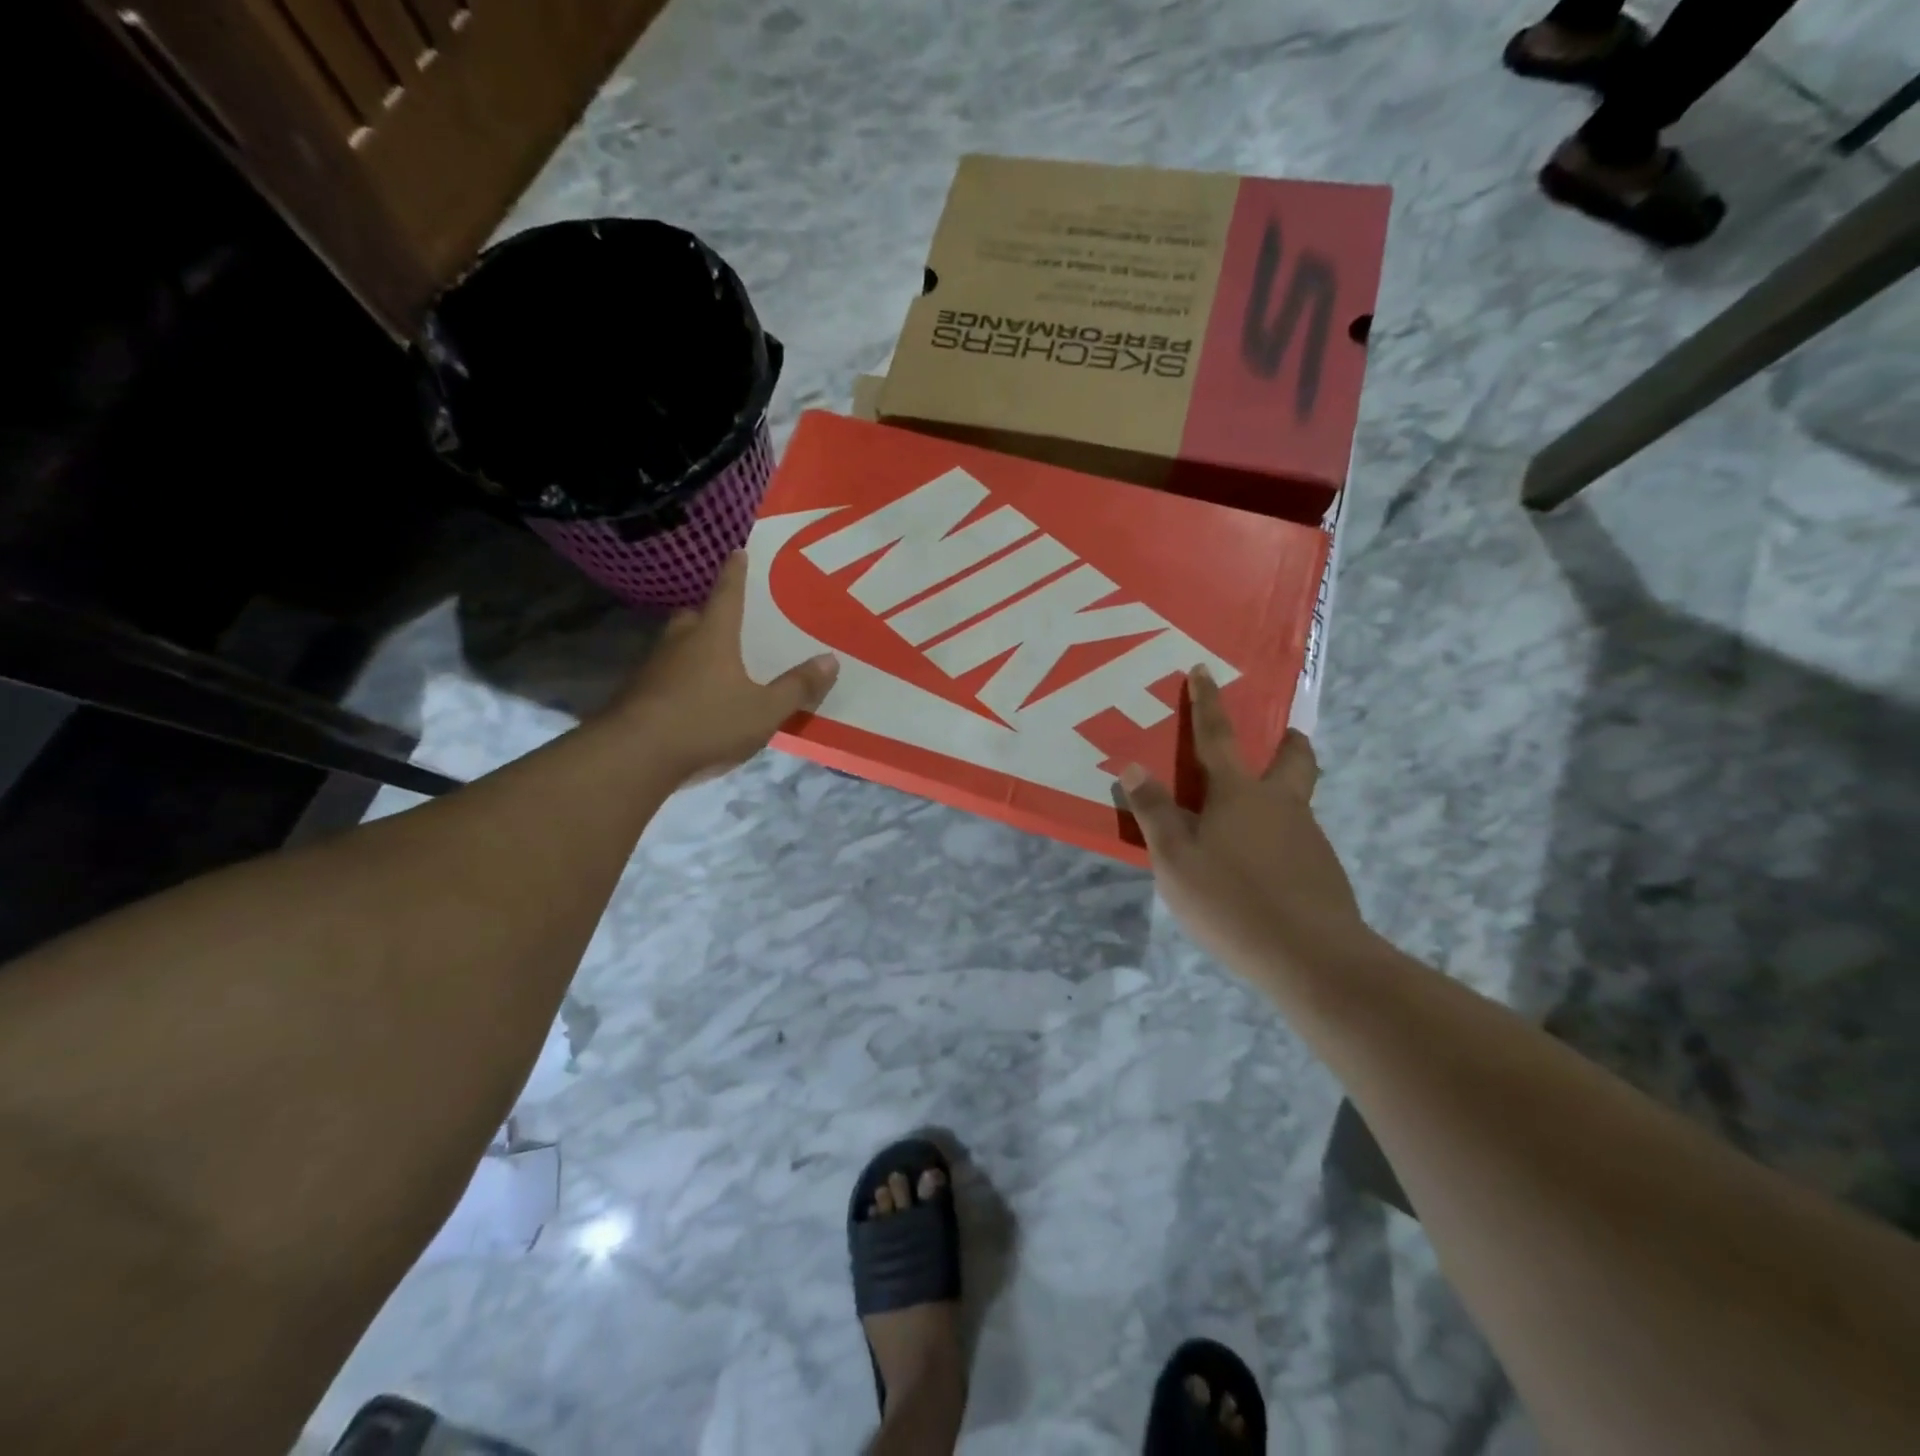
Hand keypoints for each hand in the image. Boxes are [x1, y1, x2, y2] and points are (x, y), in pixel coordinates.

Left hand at [611, 553, 837, 783]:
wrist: (634, 756)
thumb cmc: (707, 722)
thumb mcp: (765, 710)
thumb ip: (797, 687)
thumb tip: (830, 659)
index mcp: (713, 636)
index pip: (727, 594)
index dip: (736, 573)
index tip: (738, 552)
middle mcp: (680, 643)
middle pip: (695, 617)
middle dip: (710, 615)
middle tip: (729, 623)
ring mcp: (653, 668)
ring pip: (676, 647)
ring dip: (693, 650)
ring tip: (717, 666)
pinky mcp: (637, 695)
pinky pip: (665, 676)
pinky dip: (680, 680)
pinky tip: (694, 701)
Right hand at [1118, 666, 1368, 982]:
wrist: (1311, 956)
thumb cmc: (1231, 899)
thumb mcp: (1175, 858)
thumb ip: (1154, 812)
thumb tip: (1134, 766)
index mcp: (1239, 793)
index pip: (1217, 736)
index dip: (1208, 702)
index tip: (1204, 669)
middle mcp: (1280, 804)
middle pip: (1292, 759)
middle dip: (1287, 741)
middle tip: (1281, 736)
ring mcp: (1308, 836)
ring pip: (1297, 800)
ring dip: (1281, 792)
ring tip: (1251, 820)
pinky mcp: (1322, 870)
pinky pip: (1297, 838)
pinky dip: (1280, 837)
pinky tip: (1263, 867)